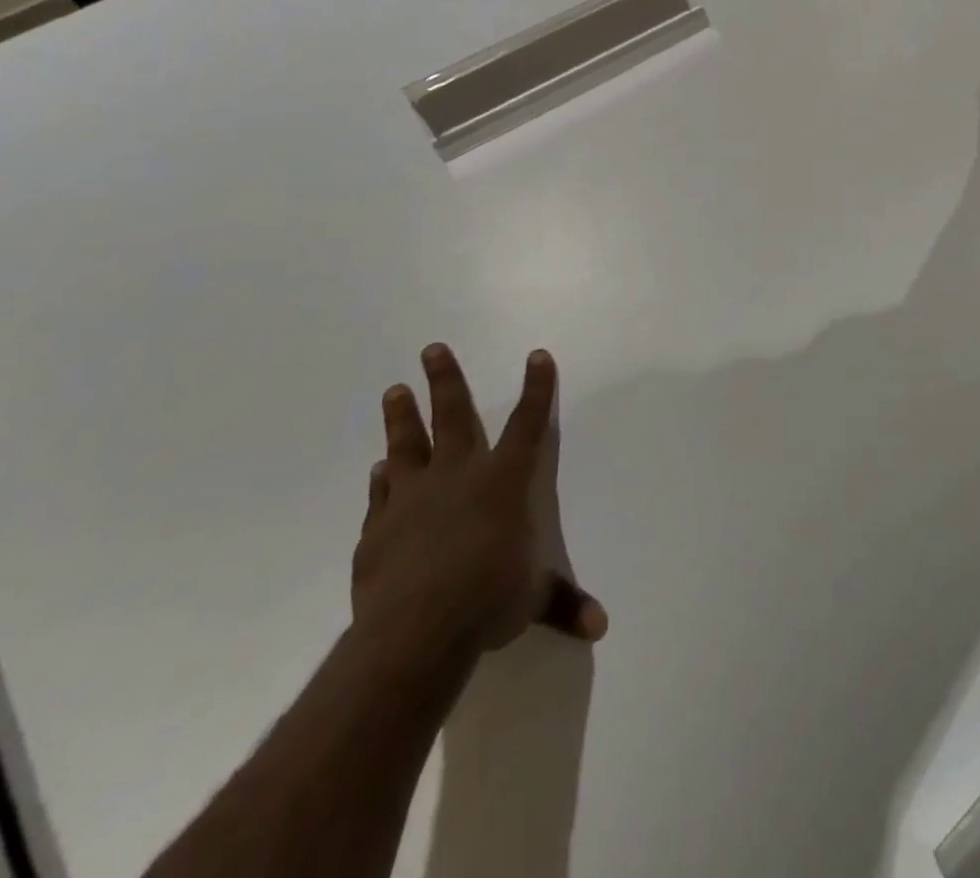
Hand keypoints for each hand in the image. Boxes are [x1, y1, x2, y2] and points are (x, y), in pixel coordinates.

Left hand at [352, 344, 606, 678]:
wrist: (415, 629)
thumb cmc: (488, 600)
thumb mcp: (534, 600)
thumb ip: (564, 603)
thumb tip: (601, 626)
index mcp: (504, 481)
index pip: (528, 424)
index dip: (537, 389)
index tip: (537, 356)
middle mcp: (458, 476)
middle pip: (453, 415)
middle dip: (445, 380)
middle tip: (431, 349)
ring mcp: (413, 497)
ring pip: (407, 444)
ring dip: (402, 417)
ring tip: (395, 390)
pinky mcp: (378, 528)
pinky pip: (381, 494)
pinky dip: (381, 480)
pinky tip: (378, 470)